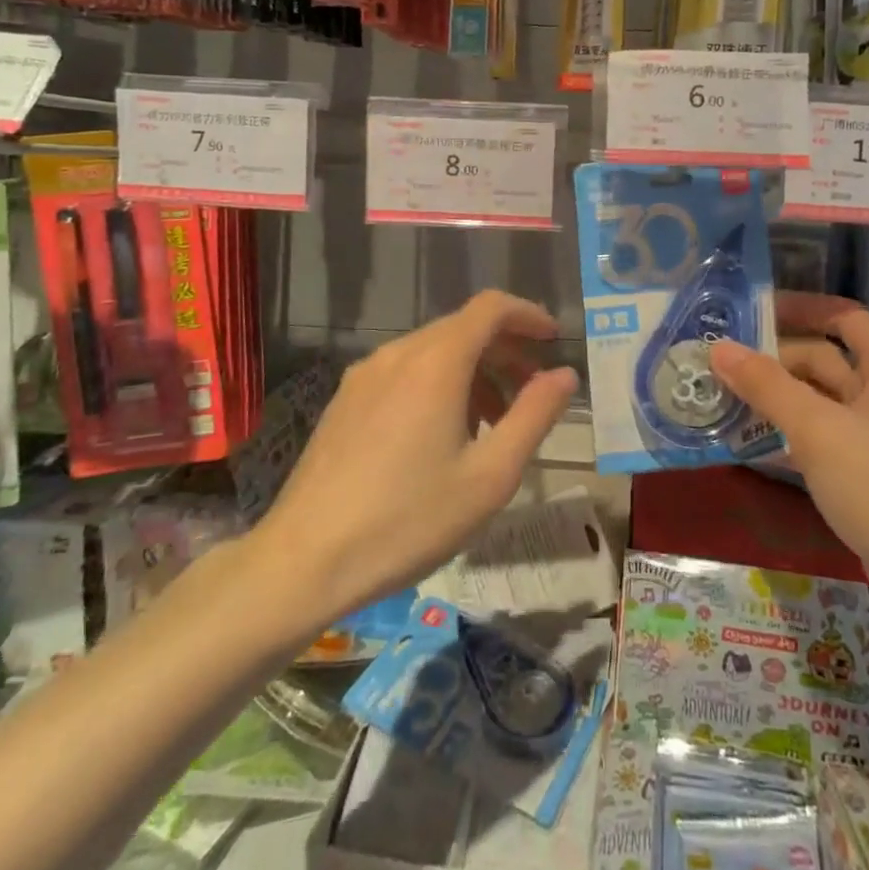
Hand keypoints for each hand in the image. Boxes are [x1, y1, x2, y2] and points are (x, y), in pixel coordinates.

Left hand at [260, 290, 578, 624]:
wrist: (303, 561)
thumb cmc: (408, 519)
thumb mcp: (490, 476)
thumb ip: (534, 416)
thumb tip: (565, 374)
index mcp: (436, 362)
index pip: (491, 308)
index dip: (527, 315)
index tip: (553, 340)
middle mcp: (398, 354)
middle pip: (463, 328)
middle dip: (505, 351)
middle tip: (532, 392)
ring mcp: (365, 375)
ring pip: (433, 351)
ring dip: (474, 371)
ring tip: (493, 424)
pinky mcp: (345, 400)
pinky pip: (405, 372)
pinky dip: (439, 384)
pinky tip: (444, 435)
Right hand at [716, 295, 868, 628]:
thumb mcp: (818, 430)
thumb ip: (767, 386)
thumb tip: (719, 348)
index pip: (842, 317)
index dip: (799, 308)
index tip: (749, 312)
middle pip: (824, 360)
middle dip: (774, 361)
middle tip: (716, 366)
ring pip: (820, 404)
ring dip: (776, 401)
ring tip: (721, 401)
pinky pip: (824, 442)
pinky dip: (790, 438)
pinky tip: (752, 447)